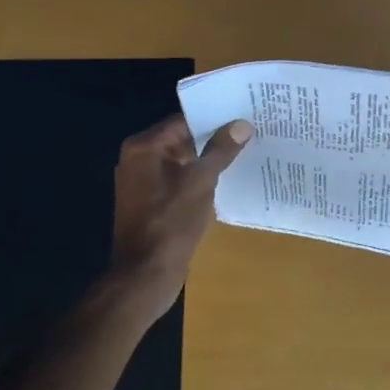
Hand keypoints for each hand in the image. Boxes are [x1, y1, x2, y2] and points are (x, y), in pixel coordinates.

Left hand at [107, 114, 253, 318]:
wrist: (145, 275)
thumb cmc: (170, 223)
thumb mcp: (200, 182)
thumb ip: (220, 150)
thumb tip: (241, 124)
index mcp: (144, 147)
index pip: (184, 120)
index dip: (214, 117)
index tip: (243, 114)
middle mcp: (139, 159)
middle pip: (183, 139)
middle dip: (214, 138)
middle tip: (250, 131)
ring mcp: (143, 183)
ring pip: (183, 161)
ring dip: (209, 160)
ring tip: (245, 152)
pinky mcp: (152, 203)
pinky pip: (179, 181)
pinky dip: (199, 179)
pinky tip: (226, 180)